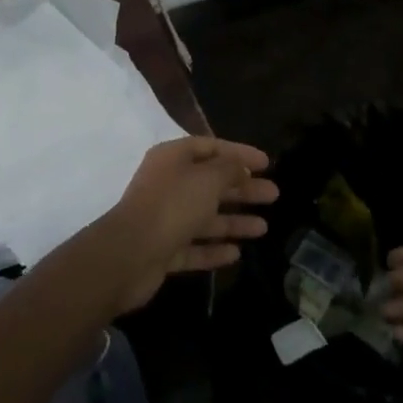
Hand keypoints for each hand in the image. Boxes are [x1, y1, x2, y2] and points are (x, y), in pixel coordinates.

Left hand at [94, 138, 276, 312]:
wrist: (129, 255)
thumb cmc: (172, 206)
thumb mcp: (207, 179)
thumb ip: (229, 170)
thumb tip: (241, 167)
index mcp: (173, 159)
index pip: (211, 147)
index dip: (239, 153)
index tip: (266, 163)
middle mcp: (168, 185)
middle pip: (211, 183)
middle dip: (243, 189)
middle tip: (274, 194)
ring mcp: (164, 219)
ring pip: (205, 217)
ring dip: (234, 221)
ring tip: (263, 228)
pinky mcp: (163, 250)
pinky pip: (194, 247)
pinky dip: (214, 249)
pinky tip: (237, 254)